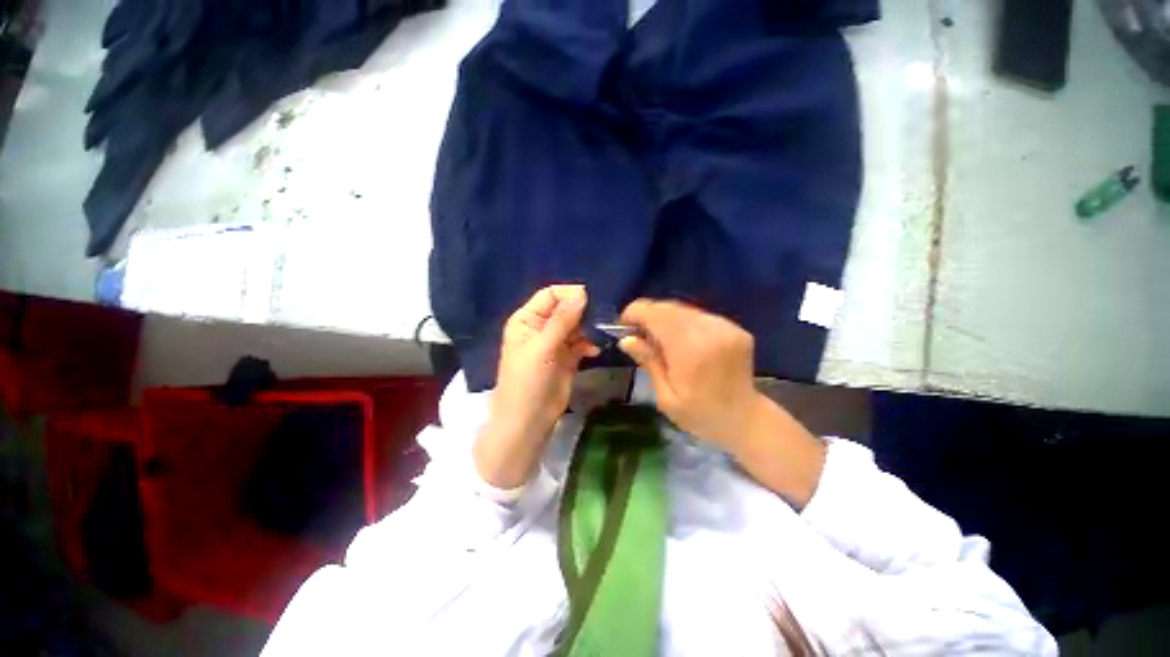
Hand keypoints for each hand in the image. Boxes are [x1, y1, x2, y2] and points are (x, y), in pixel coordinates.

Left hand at [476, 285, 599, 488]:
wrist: (529, 420)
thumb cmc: (527, 381)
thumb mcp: (543, 347)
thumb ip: (562, 320)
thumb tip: (582, 292)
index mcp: (527, 319)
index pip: (550, 295)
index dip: (569, 294)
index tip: (591, 299)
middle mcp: (540, 327)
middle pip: (565, 308)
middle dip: (582, 311)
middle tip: (601, 316)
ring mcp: (555, 343)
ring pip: (576, 325)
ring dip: (588, 328)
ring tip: (600, 334)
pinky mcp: (567, 357)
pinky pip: (581, 343)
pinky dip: (589, 344)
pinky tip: (594, 351)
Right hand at [617, 299, 763, 451]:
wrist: (745, 420)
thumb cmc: (700, 415)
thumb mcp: (666, 397)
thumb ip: (649, 362)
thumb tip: (627, 339)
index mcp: (691, 350)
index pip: (657, 314)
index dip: (636, 312)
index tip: (624, 324)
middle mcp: (710, 331)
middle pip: (669, 308)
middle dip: (649, 315)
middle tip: (638, 333)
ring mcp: (726, 327)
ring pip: (684, 309)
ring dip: (666, 318)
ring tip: (659, 338)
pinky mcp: (735, 328)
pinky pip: (699, 316)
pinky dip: (684, 323)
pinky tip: (682, 341)